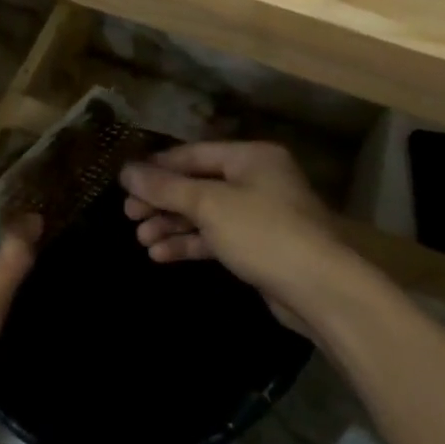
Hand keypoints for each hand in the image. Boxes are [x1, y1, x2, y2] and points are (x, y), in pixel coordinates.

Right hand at [120, 141, 349, 337]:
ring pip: (205, 214)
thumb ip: (166, 187)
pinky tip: (160, 255)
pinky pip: (216, 238)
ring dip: (172, 225)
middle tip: (128, 214)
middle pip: (198, 184)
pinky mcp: (257, 247)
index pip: (194, 154)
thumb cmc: (263, 232)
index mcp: (251, 157)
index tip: (125, 182)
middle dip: (162, 200)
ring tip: (140, 239)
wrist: (319, 289)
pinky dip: (190, 244)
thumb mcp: (210, 204)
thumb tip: (126, 170)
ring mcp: (258, 215)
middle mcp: (256, 180)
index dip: (158, 167)